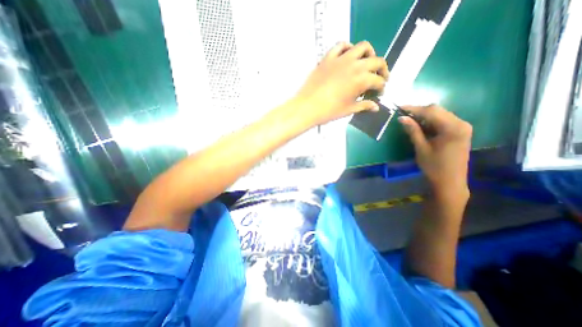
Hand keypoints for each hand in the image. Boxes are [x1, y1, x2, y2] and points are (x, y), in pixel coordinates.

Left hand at [293, 39, 387, 125]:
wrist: (307, 107)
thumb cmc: (328, 111)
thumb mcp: (348, 110)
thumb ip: (364, 106)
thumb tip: (376, 107)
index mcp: (361, 80)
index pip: (378, 81)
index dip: (381, 87)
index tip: (379, 92)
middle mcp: (355, 65)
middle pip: (376, 61)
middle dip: (382, 70)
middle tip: (379, 78)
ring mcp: (341, 59)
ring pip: (362, 47)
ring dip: (369, 54)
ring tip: (366, 63)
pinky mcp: (328, 58)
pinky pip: (341, 45)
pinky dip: (348, 48)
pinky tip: (348, 55)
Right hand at [398, 104, 469, 196]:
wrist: (450, 181)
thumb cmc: (434, 166)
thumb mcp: (421, 148)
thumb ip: (413, 131)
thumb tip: (402, 118)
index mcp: (453, 128)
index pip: (431, 111)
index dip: (414, 108)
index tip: (399, 107)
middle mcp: (461, 123)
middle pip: (438, 110)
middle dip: (419, 111)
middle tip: (403, 115)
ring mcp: (462, 127)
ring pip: (440, 114)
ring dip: (424, 116)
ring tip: (409, 120)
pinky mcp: (460, 131)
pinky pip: (443, 121)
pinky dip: (431, 122)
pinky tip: (421, 126)